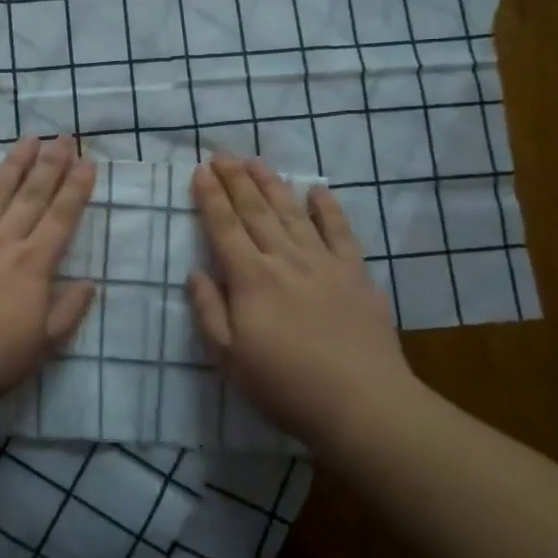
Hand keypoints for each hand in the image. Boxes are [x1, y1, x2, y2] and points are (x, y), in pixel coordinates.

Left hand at [0, 135, 96, 414]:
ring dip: (14, 162)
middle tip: (64, 137)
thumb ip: (68, 311)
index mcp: (33, 265)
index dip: (76, 189)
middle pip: (32, 195)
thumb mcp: (42, 346)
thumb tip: (90, 283)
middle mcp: (3, 241)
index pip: (61, 218)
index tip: (87, 162)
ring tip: (28, 138)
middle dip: (51, 164)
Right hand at [187, 155, 420, 455]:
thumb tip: (195, 273)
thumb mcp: (230, 358)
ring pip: (291, 212)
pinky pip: (339, 231)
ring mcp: (323, 263)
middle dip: (235, 180)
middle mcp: (284, 259)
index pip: (224, 227)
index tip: (200, 171)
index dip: (210, 197)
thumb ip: (209, 311)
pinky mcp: (355, 273)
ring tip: (256, 161)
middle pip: (255, 211)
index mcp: (250, 279)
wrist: (362, 403)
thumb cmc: (286, 385)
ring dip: (272, 184)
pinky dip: (327, 208)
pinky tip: (316, 190)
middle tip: (222, 153)